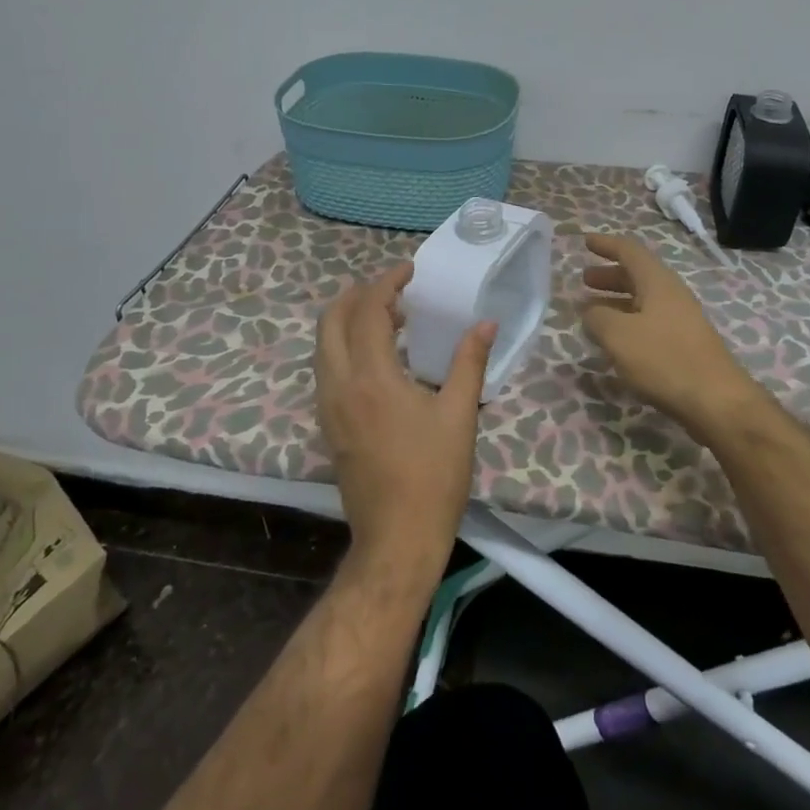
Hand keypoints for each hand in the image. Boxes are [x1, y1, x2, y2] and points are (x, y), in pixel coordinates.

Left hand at [314, 262, 496, 575]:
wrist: (396, 538)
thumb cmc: (433, 476)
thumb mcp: (459, 415)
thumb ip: (469, 363)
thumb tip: (485, 324)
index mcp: (371, 379)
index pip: (367, 312)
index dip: (386, 284)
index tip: (409, 271)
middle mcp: (339, 386)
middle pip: (331, 322)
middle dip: (356, 295)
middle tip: (392, 289)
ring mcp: (328, 407)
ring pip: (323, 347)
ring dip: (348, 321)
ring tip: (388, 318)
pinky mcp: (328, 425)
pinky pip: (326, 370)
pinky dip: (344, 347)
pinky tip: (377, 357)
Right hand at [581, 234, 757, 438]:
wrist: (716, 401)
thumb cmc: (664, 359)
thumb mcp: (618, 336)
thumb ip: (597, 318)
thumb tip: (589, 311)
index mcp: (658, 282)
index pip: (630, 251)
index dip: (606, 244)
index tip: (586, 242)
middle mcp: (672, 295)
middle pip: (637, 275)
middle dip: (609, 276)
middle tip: (584, 280)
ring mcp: (681, 320)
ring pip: (643, 301)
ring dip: (616, 301)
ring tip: (592, 312)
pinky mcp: (684, 345)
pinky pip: (650, 323)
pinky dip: (628, 323)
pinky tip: (615, 342)